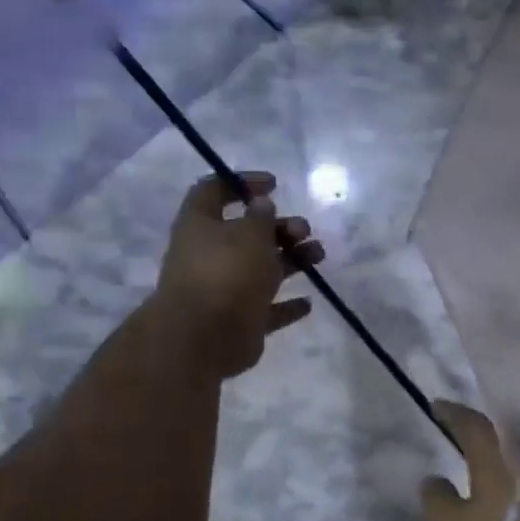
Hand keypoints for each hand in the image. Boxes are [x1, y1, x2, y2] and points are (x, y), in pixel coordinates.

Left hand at [152, 171, 322, 378]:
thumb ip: (260, 217)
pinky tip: (307, 302)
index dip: (242, 183)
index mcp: (201, 225)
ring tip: (318, 255)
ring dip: (292, 260)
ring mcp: (225, 290)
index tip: (274, 185)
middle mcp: (210, 255)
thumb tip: (262, 205)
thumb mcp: (249, 234)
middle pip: (247, 234)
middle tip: (304, 230)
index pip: (214, 191)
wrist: (204, 337)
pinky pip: (268, 309)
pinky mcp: (241, 321)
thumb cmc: (225, 273)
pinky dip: (287, 305)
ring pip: (262, 269)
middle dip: (280, 228)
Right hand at [420, 402, 519, 520]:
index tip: (437, 405)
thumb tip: (431, 479)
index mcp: (496, 457)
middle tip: (460, 432)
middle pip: (500, 436)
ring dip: (502, 460)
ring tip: (485, 468)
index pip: (470, 423)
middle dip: (479, 432)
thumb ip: (439, 504)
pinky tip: (516, 502)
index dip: (452, 413)